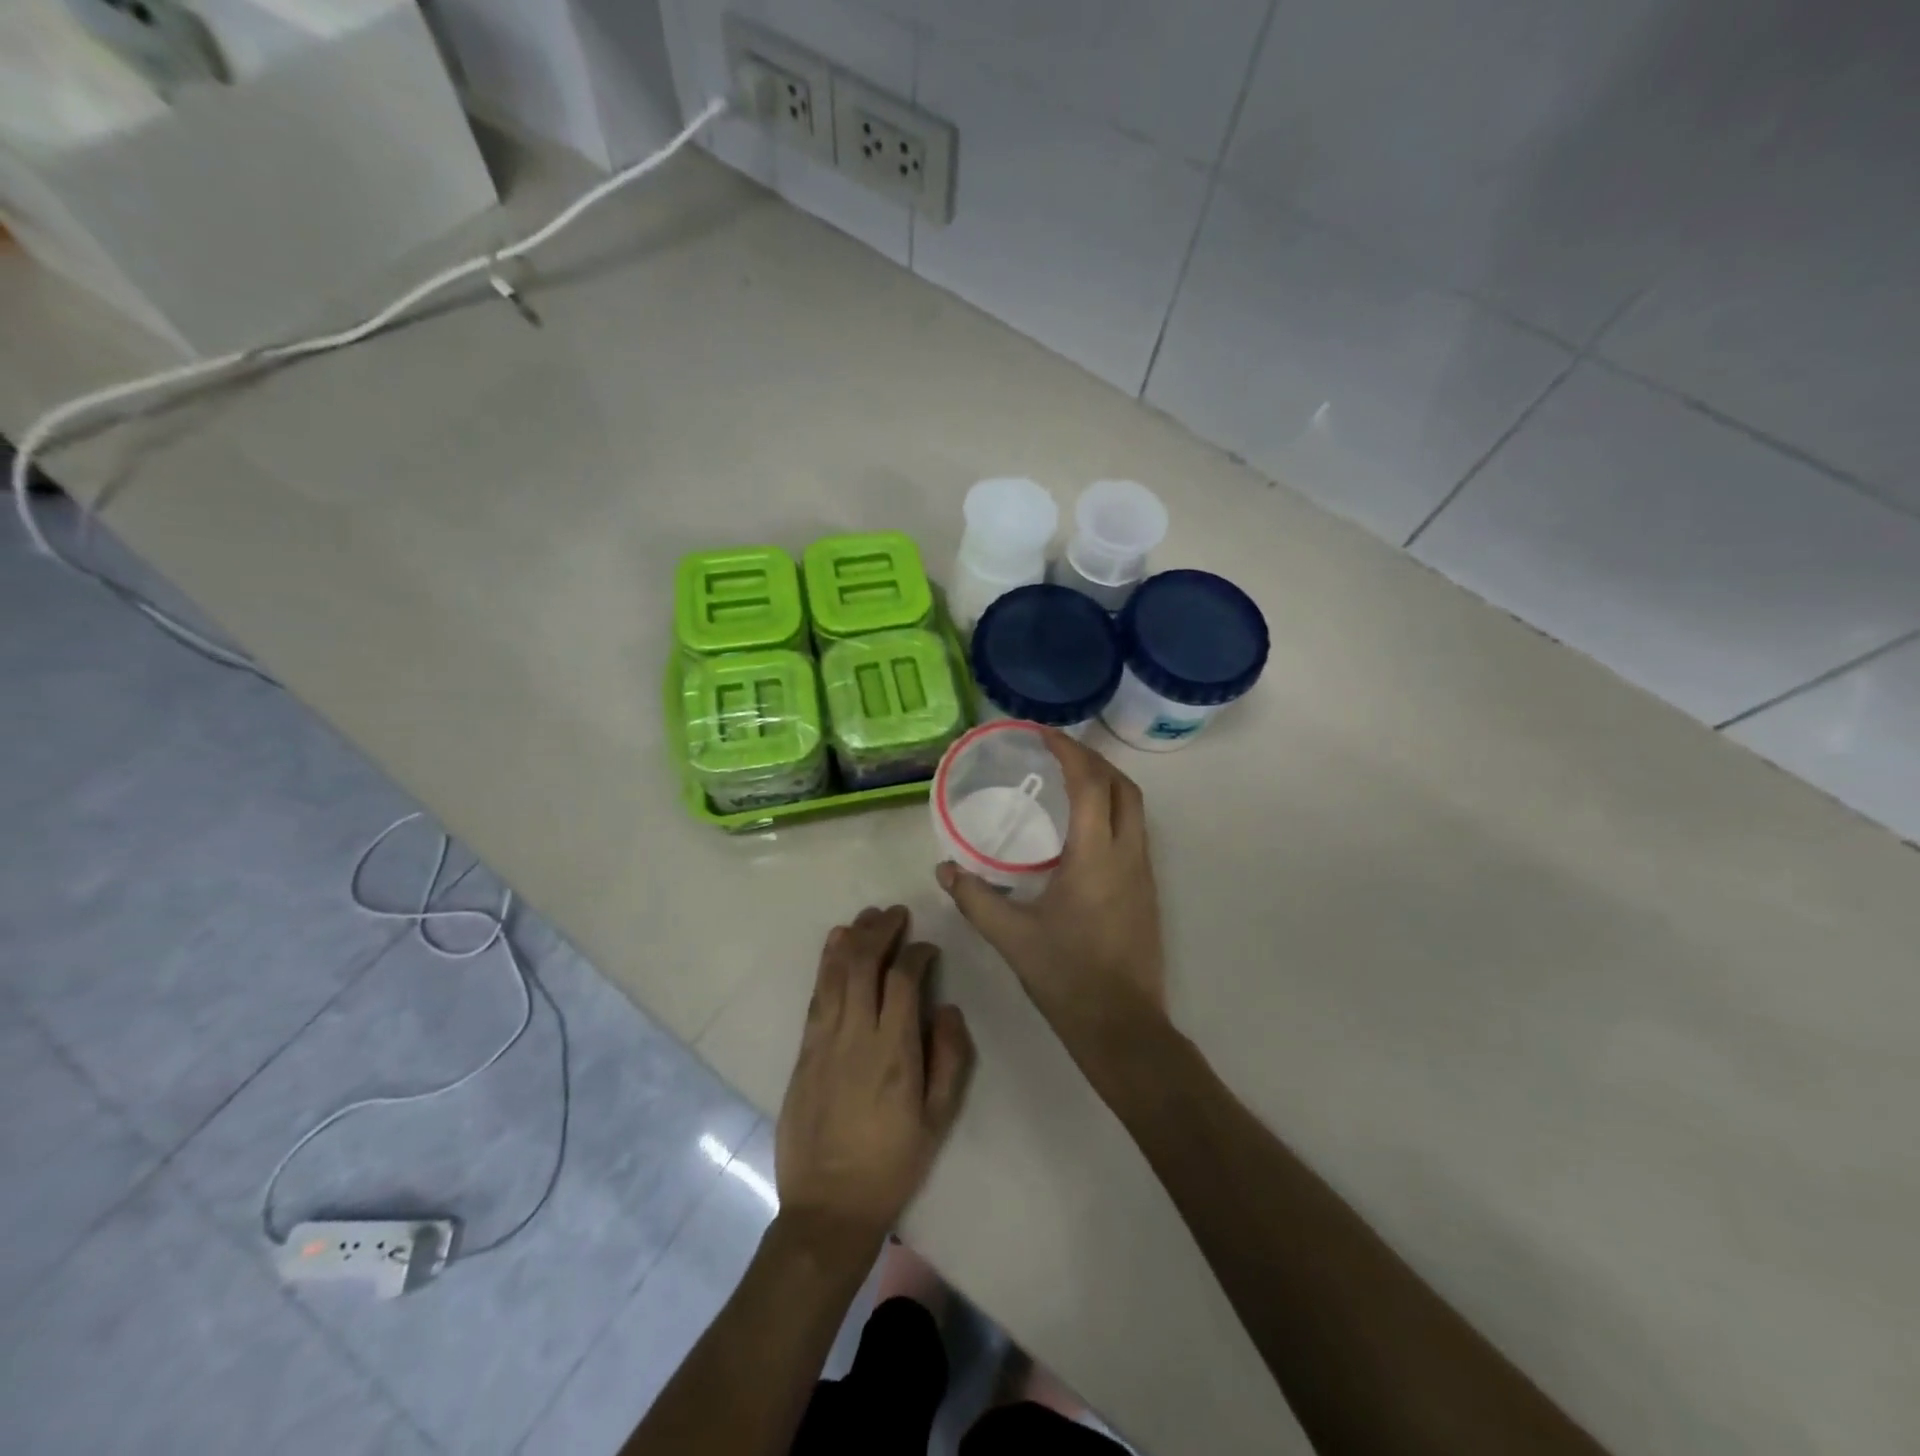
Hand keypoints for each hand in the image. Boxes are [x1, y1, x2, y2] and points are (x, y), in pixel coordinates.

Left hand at [774, 906, 974, 1255]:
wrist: (828, 1207)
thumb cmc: (892, 1164)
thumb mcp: (938, 1119)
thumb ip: (949, 1058)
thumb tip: (945, 1007)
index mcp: (894, 1052)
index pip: (902, 980)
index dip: (916, 953)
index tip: (928, 949)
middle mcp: (856, 1035)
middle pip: (864, 964)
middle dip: (882, 931)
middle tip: (897, 914)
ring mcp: (824, 1041)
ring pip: (836, 972)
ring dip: (853, 938)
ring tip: (868, 916)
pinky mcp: (804, 1051)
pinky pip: (816, 995)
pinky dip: (827, 963)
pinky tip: (835, 944)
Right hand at [937, 731, 1166, 1048]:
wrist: (1122, 1026)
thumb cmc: (1067, 977)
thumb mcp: (1012, 937)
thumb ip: (975, 898)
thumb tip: (944, 870)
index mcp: (1096, 857)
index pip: (1091, 784)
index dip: (1070, 752)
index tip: (1043, 734)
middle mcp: (1128, 855)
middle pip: (1124, 786)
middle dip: (1093, 760)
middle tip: (1057, 753)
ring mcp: (1143, 873)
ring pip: (1135, 809)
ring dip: (1107, 784)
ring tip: (1069, 781)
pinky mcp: (1147, 891)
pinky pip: (1134, 832)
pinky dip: (1112, 811)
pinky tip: (1081, 830)